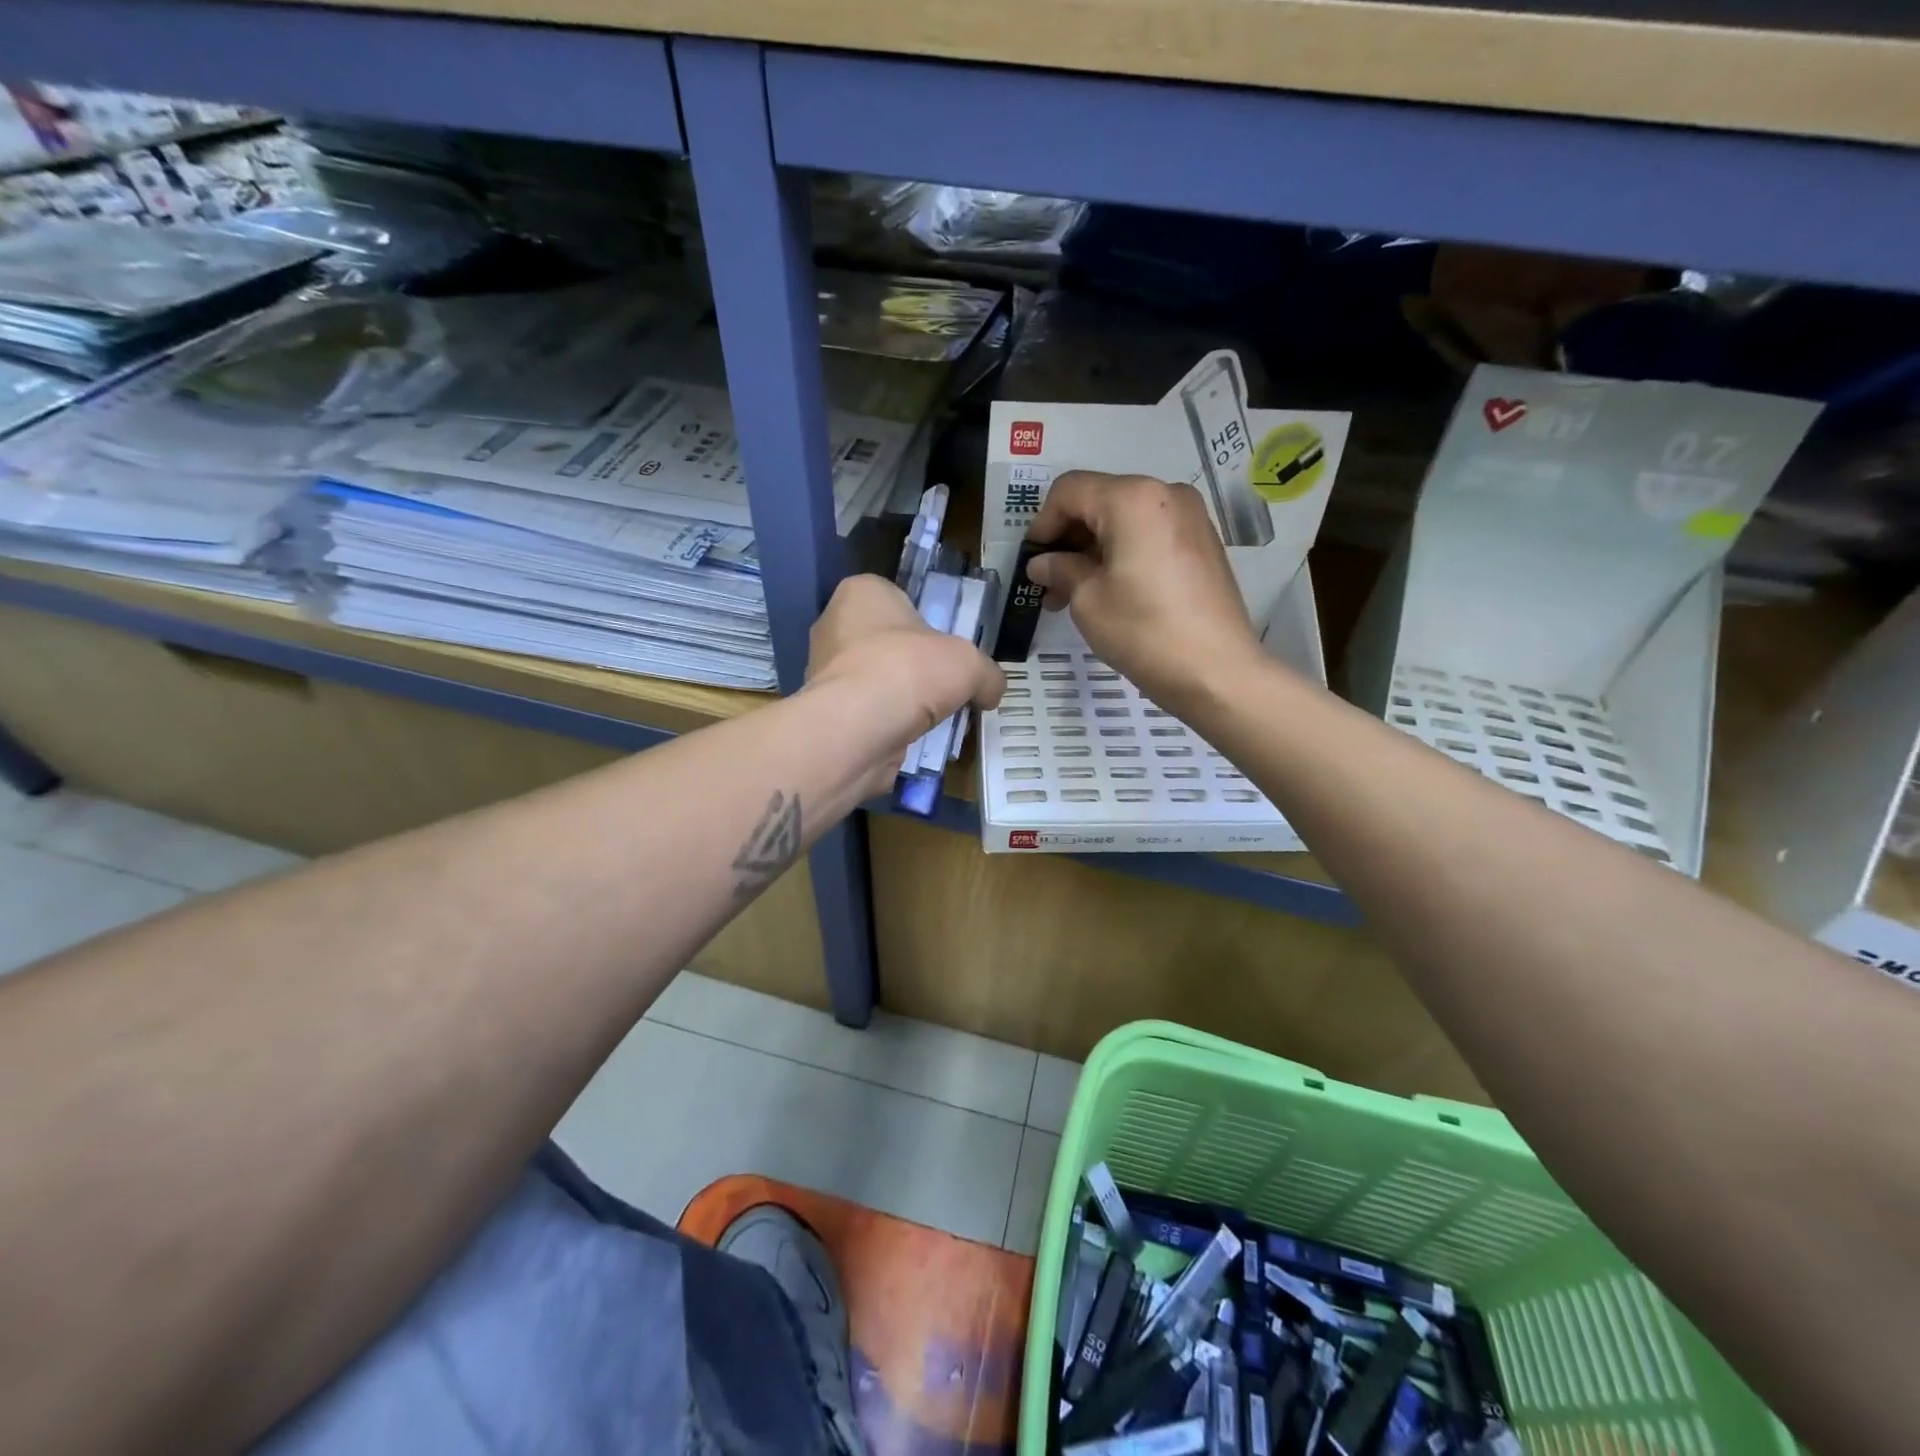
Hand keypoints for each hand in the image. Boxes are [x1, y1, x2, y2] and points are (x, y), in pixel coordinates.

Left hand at [807, 574, 1004, 793]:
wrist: (859, 729)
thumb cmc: (910, 670)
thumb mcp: (969, 664)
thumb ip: (987, 674)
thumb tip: (991, 691)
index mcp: (863, 592)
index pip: (900, 601)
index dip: (929, 625)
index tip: (949, 651)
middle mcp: (835, 625)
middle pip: (889, 643)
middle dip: (917, 667)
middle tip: (946, 687)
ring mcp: (824, 670)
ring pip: (878, 681)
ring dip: (904, 700)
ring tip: (933, 718)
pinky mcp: (824, 711)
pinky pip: (867, 713)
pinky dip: (888, 724)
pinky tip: (911, 738)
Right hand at [1026, 470, 1261, 708]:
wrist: (1216, 671)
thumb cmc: (1143, 630)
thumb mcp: (1088, 600)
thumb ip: (1061, 569)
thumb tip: (1042, 563)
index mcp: (1133, 498)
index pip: (1070, 490)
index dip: (1042, 522)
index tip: (1030, 560)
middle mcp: (1165, 494)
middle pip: (1099, 500)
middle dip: (1068, 538)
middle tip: (1047, 582)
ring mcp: (1189, 517)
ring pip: (1124, 520)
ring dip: (1092, 550)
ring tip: (1071, 594)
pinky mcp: (1202, 543)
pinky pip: (1149, 535)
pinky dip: (1121, 554)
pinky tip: (1107, 591)